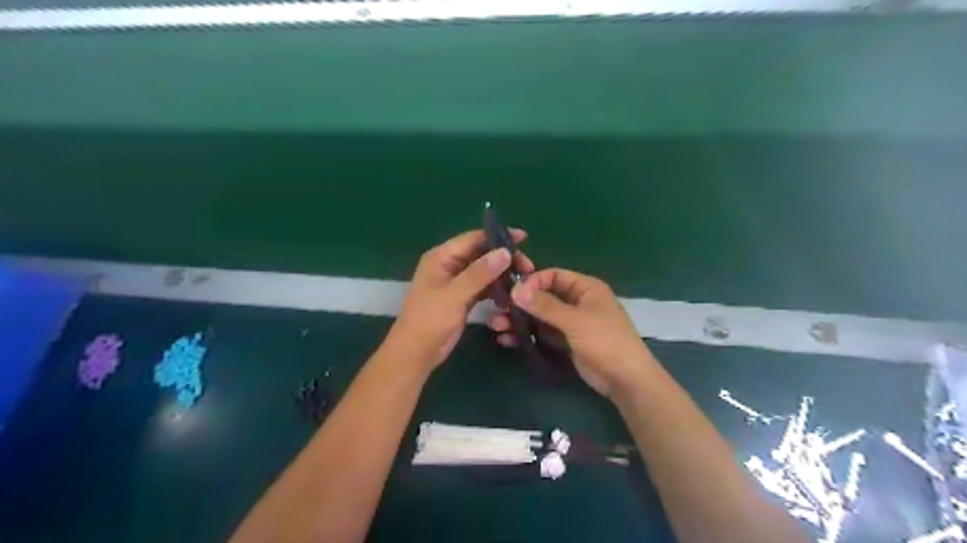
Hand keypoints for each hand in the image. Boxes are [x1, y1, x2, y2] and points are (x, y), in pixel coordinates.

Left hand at [388, 228, 536, 370]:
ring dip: (503, 274)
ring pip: (485, 271)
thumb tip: (505, 252)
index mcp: (442, 257)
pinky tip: (512, 294)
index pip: (473, 239)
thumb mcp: (455, 294)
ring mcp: (457, 282)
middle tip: (528, 267)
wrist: (417, 352)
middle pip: (481, 254)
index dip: (498, 237)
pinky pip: (484, 287)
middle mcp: (450, 265)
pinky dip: (497, 289)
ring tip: (525, 280)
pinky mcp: (463, 298)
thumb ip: (479, 273)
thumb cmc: (430, 319)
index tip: (523, 239)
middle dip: (504, 258)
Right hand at [487, 268, 652, 398]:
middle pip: (543, 296)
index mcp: (585, 287)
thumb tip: (515, 290)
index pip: (553, 275)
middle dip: (521, 304)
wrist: (626, 380)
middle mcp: (576, 301)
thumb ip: (545, 306)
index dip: (532, 282)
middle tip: (497, 310)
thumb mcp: (575, 321)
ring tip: (496, 327)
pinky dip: (527, 335)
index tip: (512, 293)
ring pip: (540, 316)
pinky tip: (507, 340)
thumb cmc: (605, 341)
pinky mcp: (565, 340)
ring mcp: (570, 322)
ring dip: (520, 320)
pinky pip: (542, 332)